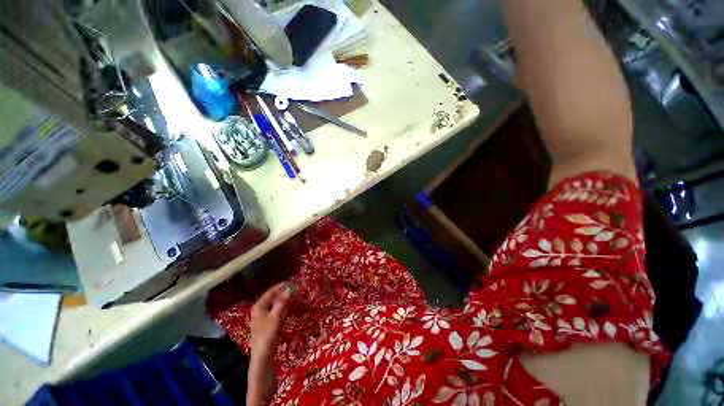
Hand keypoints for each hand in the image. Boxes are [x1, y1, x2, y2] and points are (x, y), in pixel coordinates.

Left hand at [247, 283, 292, 405]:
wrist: (263, 356)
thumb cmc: (266, 335)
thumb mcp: (275, 317)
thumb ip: (282, 302)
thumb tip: (290, 289)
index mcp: (259, 306)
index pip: (270, 292)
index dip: (280, 286)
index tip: (292, 282)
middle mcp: (260, 310)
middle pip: (273, 298)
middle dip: (283, 293)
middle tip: (295, 289)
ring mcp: (265, 317)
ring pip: (276, 304)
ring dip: (284, 300)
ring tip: (295, 296)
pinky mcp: (269, 324)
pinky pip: (277, 311)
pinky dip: (284, 308)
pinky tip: (290, 307)